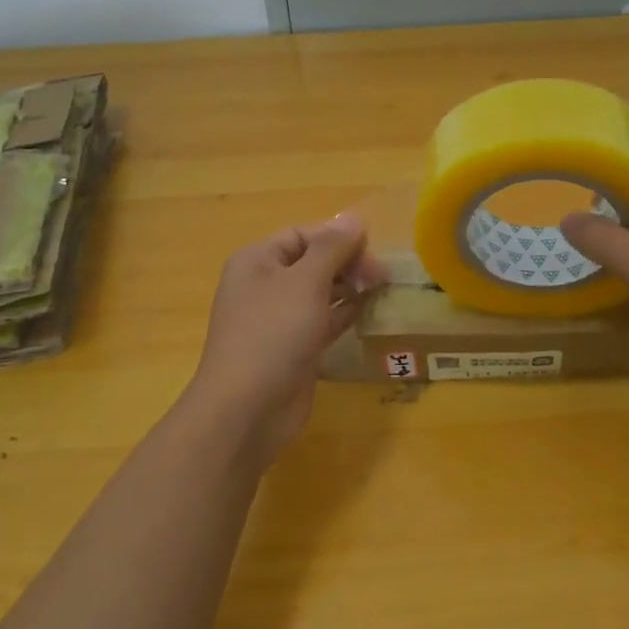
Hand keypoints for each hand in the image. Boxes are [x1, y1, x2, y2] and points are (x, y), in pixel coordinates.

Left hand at [186, 214, 385, 463]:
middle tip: (381, 277)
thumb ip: (332, 248)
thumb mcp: (305, 282)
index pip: (302, 235)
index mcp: (257, 261)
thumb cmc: (273, 334)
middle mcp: (264, 285)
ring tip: (380, 290)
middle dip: (347, 263)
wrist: (247, 410)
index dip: (338, 237)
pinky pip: (322, 321)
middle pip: (312, 261)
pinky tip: (366, 312)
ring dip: (349, 288)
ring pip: (319, 292)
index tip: (372, 250)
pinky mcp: (292, 349)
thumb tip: (354, 218)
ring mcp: (277, 320)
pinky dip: (343, 314)